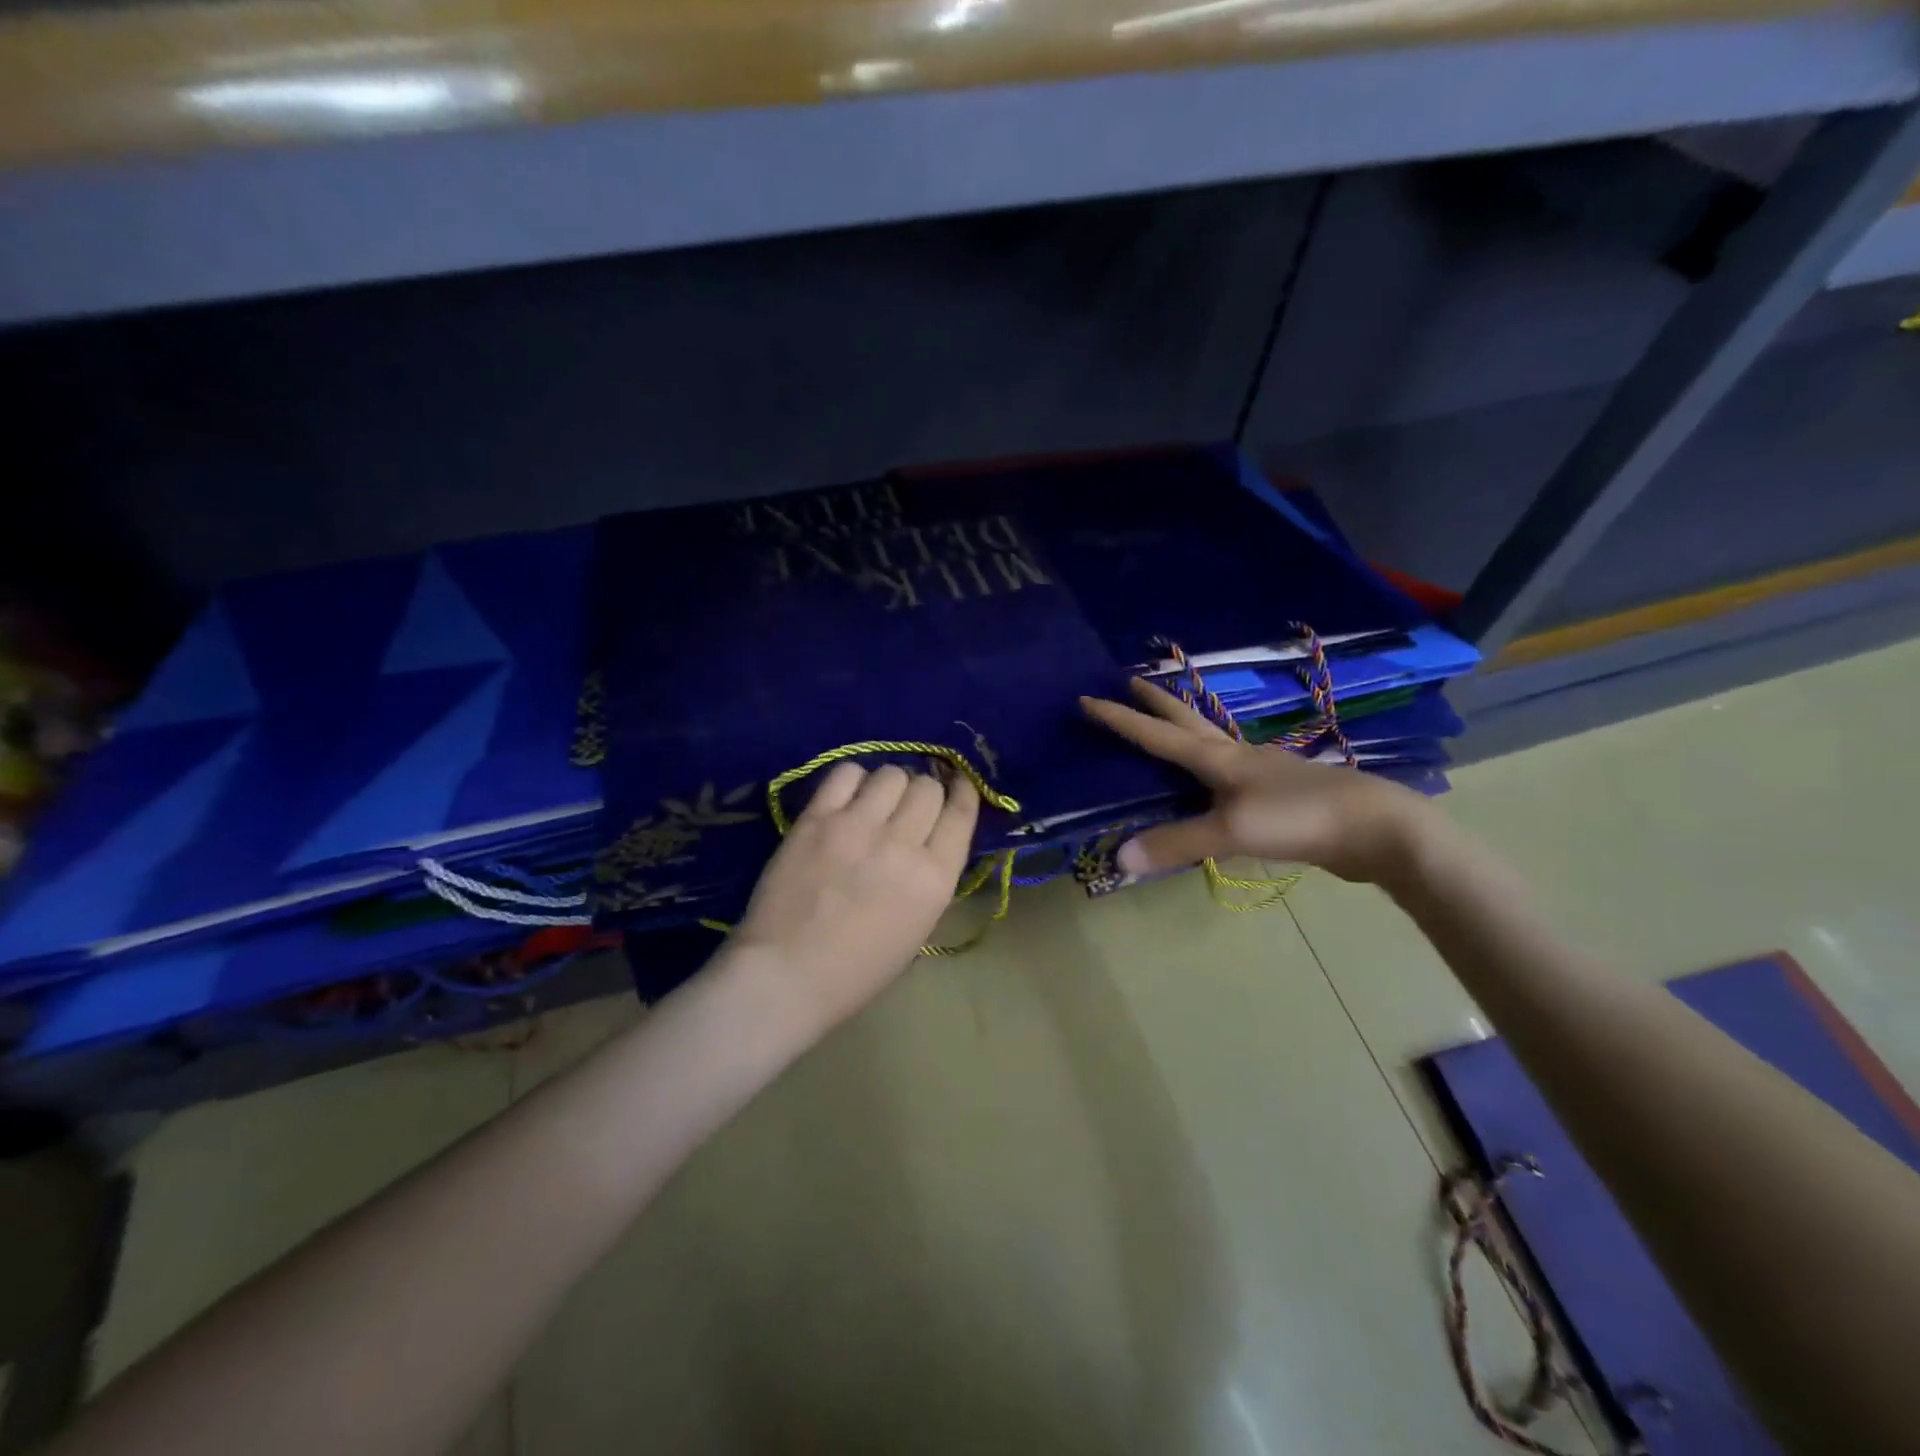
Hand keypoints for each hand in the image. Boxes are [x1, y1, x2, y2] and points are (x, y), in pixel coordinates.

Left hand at [725, 763, 980, 1030]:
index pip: (960, 812)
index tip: (957, 784)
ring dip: (890, 785)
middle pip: (927, 787)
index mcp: (934, 879)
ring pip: (891, 774)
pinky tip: (848, 796)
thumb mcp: (917, 929)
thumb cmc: (856, 971)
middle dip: (924, 792)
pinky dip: (854, 779)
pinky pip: (846, 774)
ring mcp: (857, 826)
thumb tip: (928, 840)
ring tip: (876, 801)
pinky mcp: (816, 818)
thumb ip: (929, 879)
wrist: (786, 975)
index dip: (963, 791)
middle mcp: (902, 843)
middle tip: (908, 807)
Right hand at [1080, 678, 1433, 884]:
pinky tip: (1217, 777)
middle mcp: (1236, 756)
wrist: (1375, 827)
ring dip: (1186, 726)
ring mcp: (1261, 772)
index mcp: (1218, 759)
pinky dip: (1212, 764)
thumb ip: (1176, 843)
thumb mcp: (1231, 831)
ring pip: (1212, 741)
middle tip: (1130, 680)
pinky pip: (1232, 771)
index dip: (1120, 719)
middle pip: (1187, 722)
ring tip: (1169, 721)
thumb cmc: (1298, 818)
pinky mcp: (1280, 793)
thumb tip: (1119, 858)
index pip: (1156, 735)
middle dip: (1156, 702)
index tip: (1087, 699)